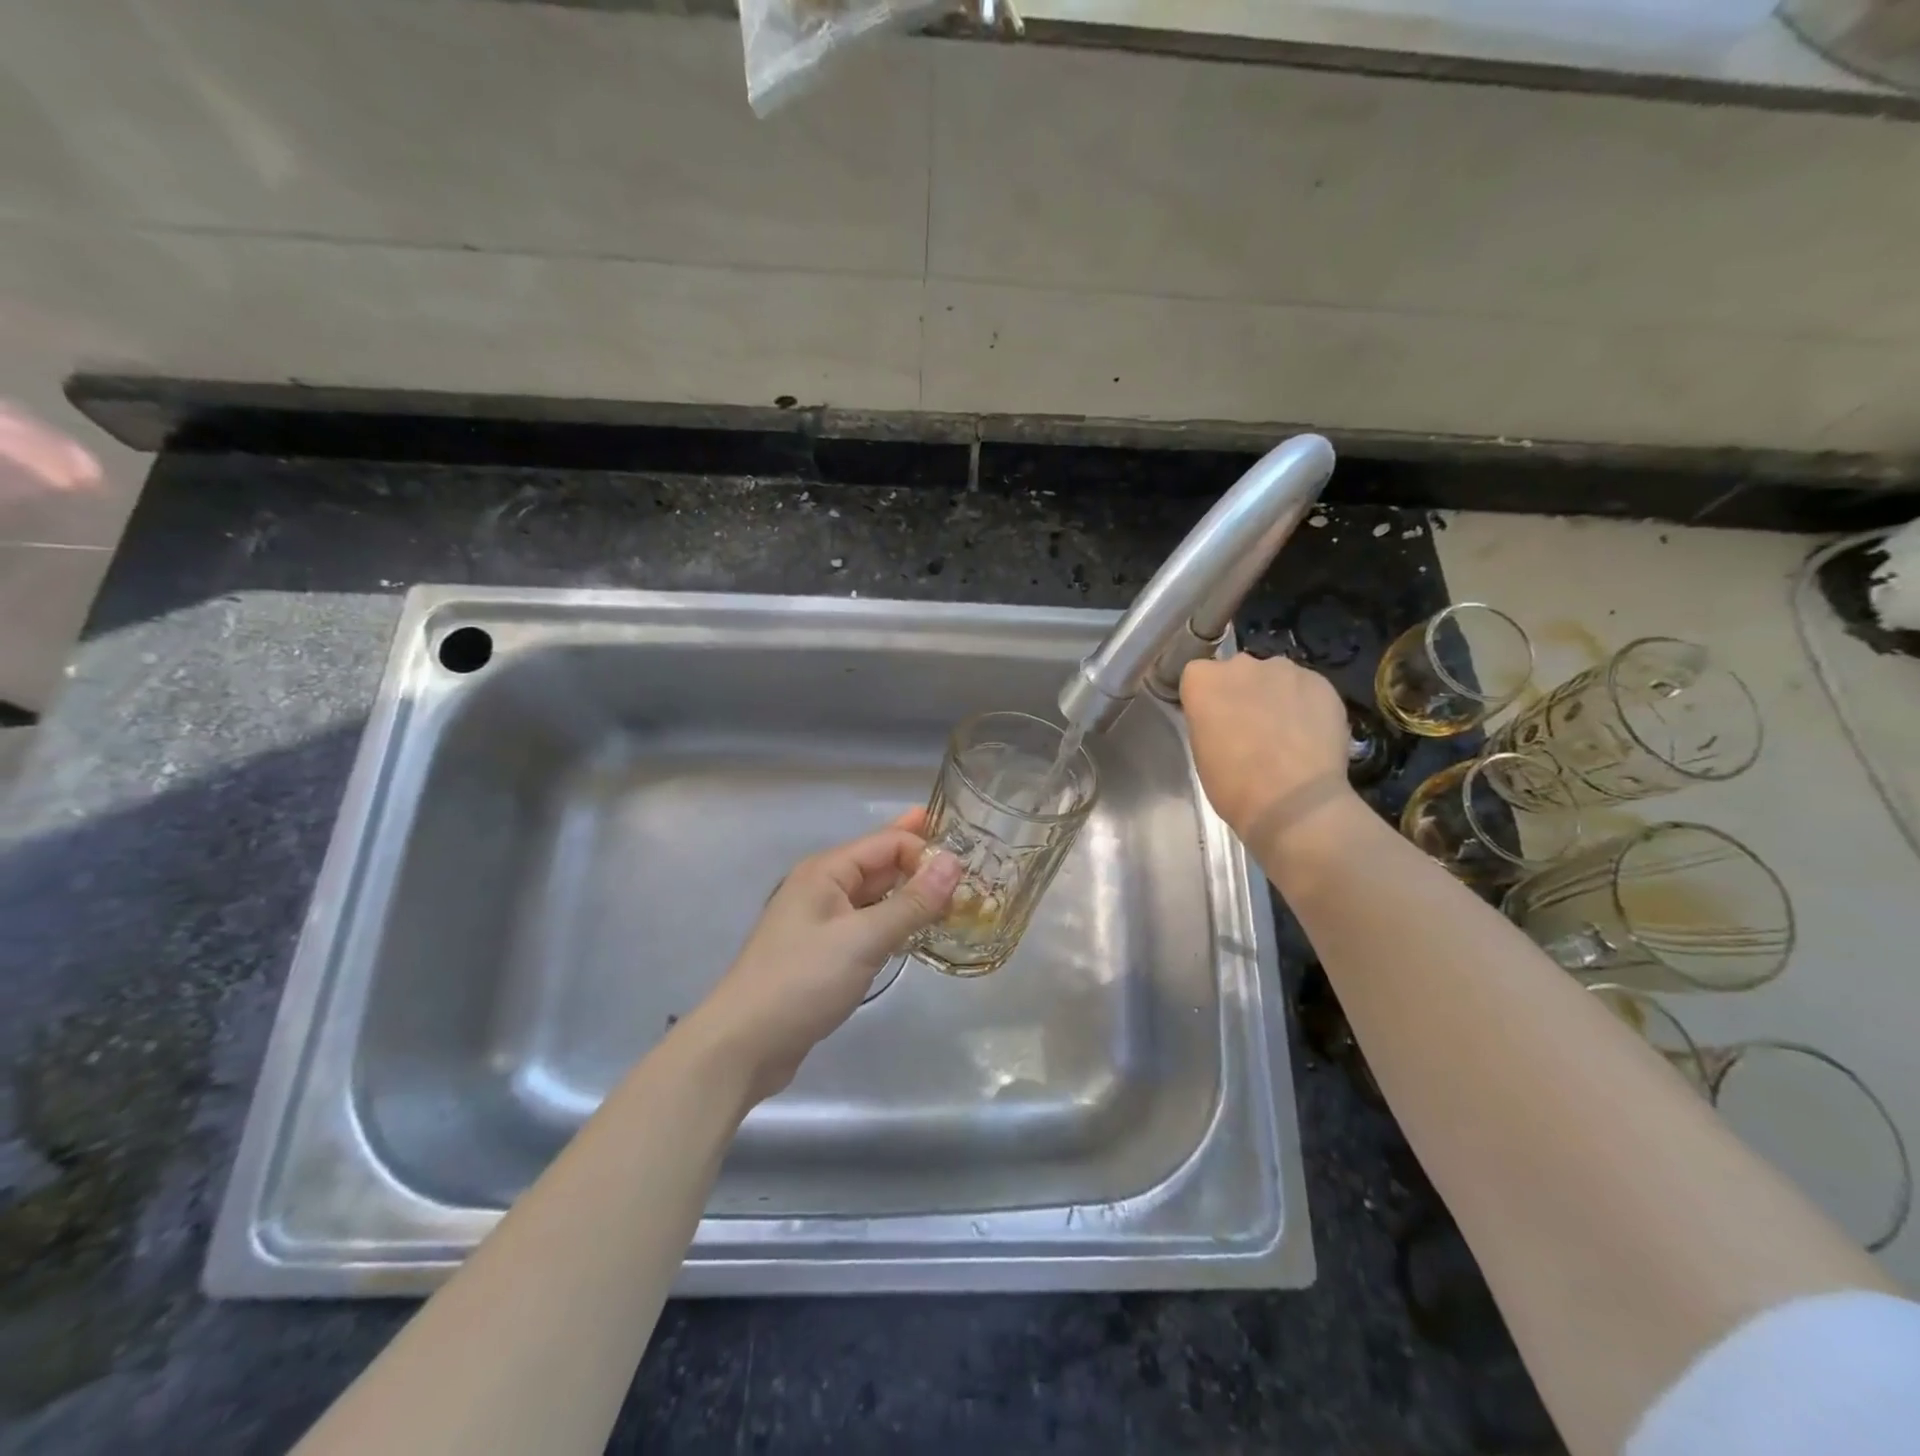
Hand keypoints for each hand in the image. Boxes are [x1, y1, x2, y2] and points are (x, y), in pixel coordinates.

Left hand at [685, 809, 961, 1103]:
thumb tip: (954, 863)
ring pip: (876, 897)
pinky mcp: (825, 952)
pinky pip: (868, 925)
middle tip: (971, 873)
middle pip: (881, 865)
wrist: (744, 1044)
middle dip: (921, 866)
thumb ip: (911, 903)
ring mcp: (823, 921)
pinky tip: (918, 931)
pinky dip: (895, 923)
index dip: (925, 852)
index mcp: (827, 871)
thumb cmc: (802, 981)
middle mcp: (824, 887)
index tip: (966, 874)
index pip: (887, 843)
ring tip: (955, 900)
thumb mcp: (863, 939)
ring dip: (911, 896)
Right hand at [1180, 653, 1355, 847]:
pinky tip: (1309, 734)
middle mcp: (1241, 664)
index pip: (1198, 676)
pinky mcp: (1321, 682)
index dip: (1207, 699)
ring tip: (1285, 732)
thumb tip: (1224, 716)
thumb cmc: (1233, 785)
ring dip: (1274, 695)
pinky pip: (1306, 688)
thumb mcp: (1201, 750)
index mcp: (1203, 680)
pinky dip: (1305, 704)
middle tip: (1249, 726)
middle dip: (1241, 692)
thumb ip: (1209, 719)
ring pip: (1274, 677)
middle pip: (1237, 671)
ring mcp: (1284, 669)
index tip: (1213, 720)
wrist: (1294, 802)